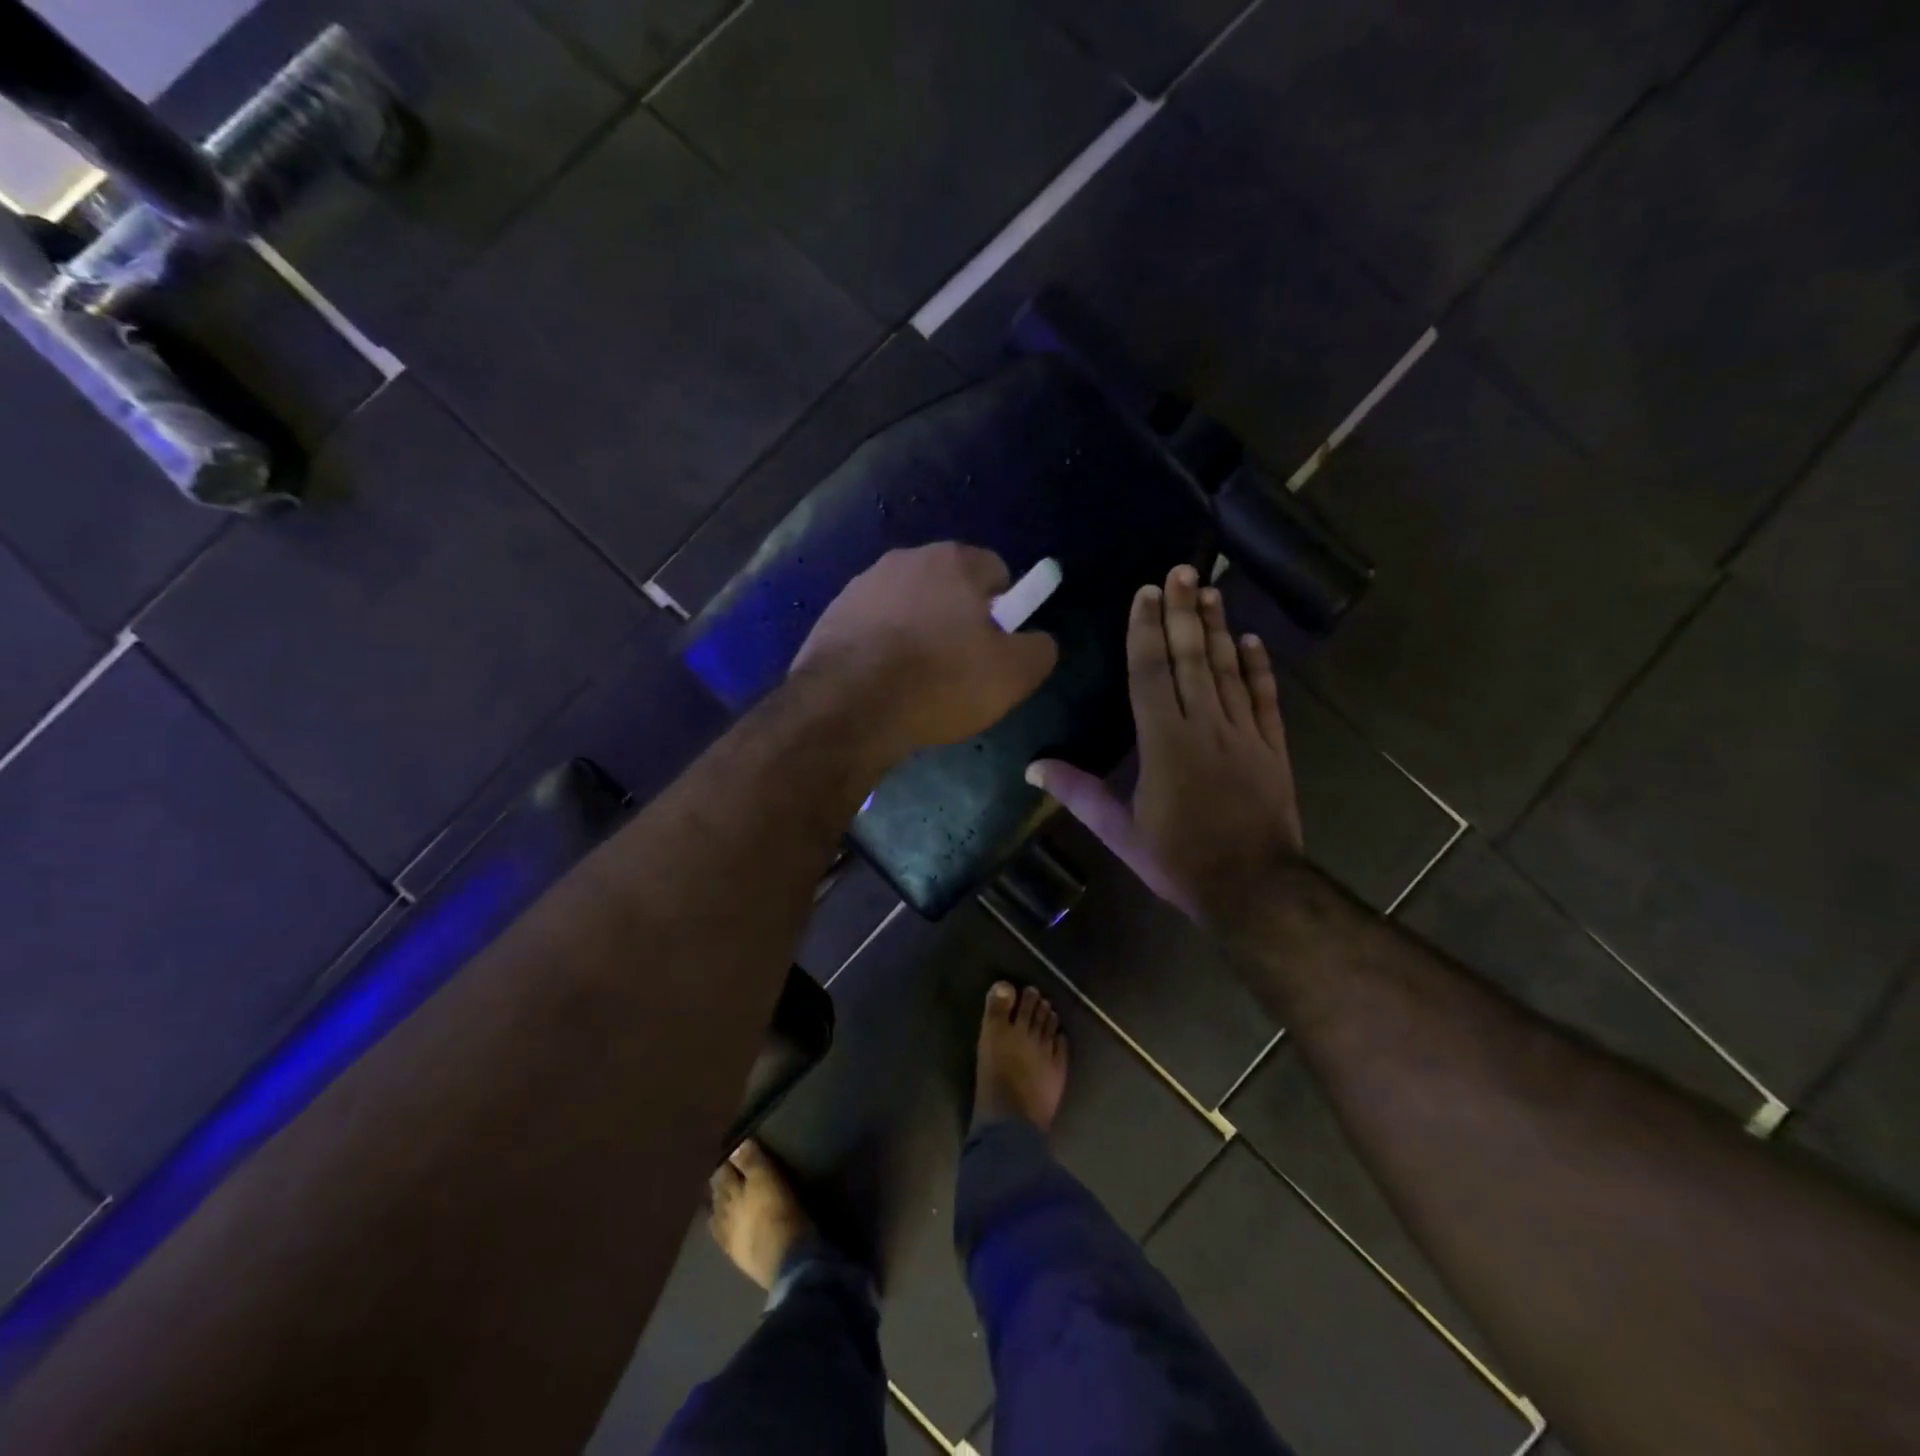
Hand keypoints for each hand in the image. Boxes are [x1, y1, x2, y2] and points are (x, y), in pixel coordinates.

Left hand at [792, 543, 1058, 759]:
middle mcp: (905, 559)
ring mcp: (861, 585)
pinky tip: (882, 684)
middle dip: (957, 620)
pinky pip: (872, 628)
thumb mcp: (1014, 674)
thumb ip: (1039, 649)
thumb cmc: (940, 682)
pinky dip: (881, 648)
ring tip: (915, 682)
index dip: (1003, 611)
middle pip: (948, 587)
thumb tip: (1036, 640)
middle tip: (958, 669)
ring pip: (907, 607)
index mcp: (953, 560)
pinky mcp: (831, 615)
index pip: (996, 572)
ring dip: (917, 633)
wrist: (848, 707)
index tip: (994, 649)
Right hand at [1028, 565, 1303, 928]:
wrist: (1253, 889)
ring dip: (1218, 629)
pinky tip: (1252, 641)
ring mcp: (1245, 734)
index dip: (1147, 631)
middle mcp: (1206, 727)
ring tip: (1212, 591)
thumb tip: (1033, 767)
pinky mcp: (1273, 748)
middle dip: (1184, 612)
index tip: (1146, 593)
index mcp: (1164, 743)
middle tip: (1183, 571)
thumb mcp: (1120, 832)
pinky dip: (1259, 668)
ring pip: (1228, 670)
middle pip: (1192, 659)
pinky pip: (1266, 699)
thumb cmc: (1178, 860)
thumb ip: (1079, 793)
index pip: (1151, 674)